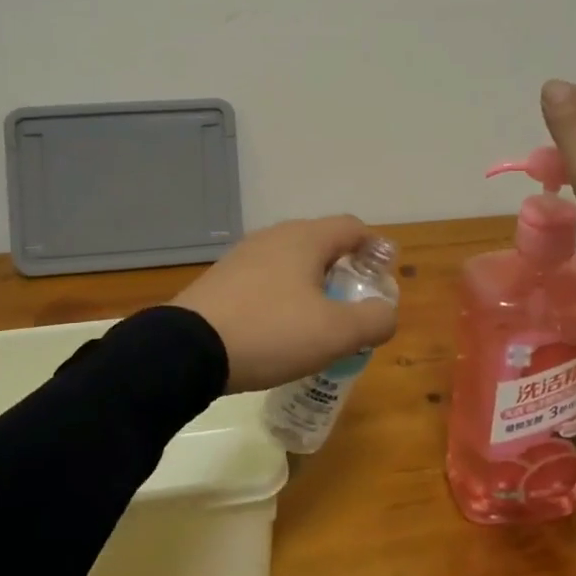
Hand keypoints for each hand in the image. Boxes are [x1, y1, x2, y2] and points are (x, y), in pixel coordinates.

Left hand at [169, 216, 398, 392]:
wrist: (187, 349)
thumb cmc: (271, 332)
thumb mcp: (335, 333)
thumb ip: (373, 320)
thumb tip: (387, 312)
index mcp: (305, 238)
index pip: (352, 227)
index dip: (375, 246)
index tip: (385, 272)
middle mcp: (275, 236)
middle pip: (322, 242)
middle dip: (345, 267)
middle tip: (357, 299)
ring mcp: (244, 256)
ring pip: (292, 261)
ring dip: (313, 282)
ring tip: (321, 317)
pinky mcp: (223, 279)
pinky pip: (266, 278)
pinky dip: (284, 294)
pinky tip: (281, 326)